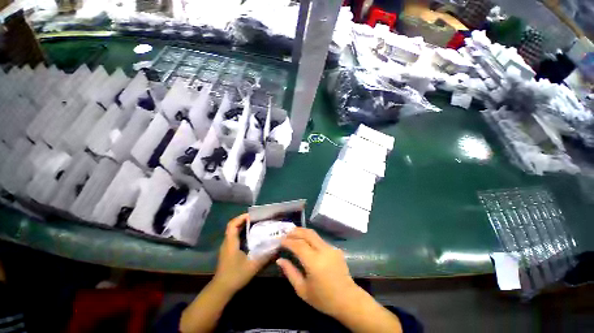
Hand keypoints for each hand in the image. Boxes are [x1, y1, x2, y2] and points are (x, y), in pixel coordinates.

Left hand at [213, 214, 270, 294]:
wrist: (221, 290)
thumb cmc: (235, 276)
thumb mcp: (252, 266)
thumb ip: (265, 257)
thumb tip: (277, 248)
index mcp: (231, 242)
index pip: (232, 224)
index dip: (241, 217)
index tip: (252, 215)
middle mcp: (227, 242)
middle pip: (233, 226)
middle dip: (244, 220)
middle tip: (256, 218)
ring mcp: (227, 247)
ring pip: (233, 231)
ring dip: (243, 226)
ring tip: (255, 225)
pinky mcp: (228, 252)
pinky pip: (234, 237)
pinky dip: (242, 233)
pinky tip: (251, 237)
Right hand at [277, 228, 359, 316]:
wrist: (348, 300)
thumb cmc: (323, 299)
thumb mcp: (302, 290)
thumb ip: (290, 272)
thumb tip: (280, 259)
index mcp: (314, 262)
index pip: (298, 245)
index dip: (288, 241)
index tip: (280, 241)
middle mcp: (323, 251)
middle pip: (307, 234)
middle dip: (295, 231)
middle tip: (286, 233)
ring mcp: (331, 248)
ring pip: (314, 234)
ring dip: (303, 232)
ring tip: (293, 234)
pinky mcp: (335, 249)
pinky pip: (320, 240)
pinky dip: (310, 238)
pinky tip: (305, 243)